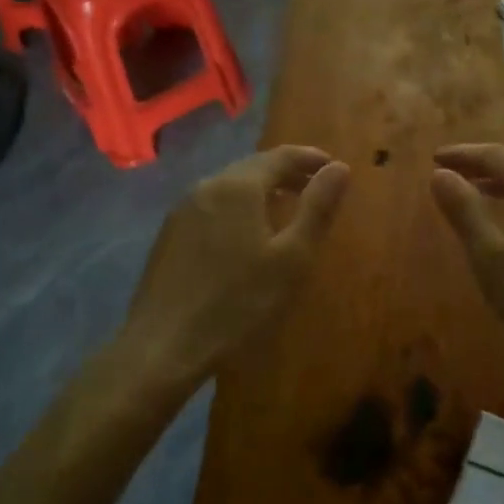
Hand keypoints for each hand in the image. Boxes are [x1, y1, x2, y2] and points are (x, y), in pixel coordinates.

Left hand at [126, 147, 350, 388]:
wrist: (163, 347)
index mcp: (238, 186)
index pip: (281, 156)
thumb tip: (340, 168)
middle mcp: (207, 186)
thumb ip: (317, 209)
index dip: (310, 158)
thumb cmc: (238, 303)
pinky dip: (238, 207)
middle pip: (253, 167)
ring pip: (230, 186)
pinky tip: (246, 233)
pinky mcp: (170, 234)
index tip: (334, 167)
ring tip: (285, 208)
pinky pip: (212, 206)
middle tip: (314, 188)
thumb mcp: (291, 259)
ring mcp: (182, 210)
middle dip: (287, 172)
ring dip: (261, 190)